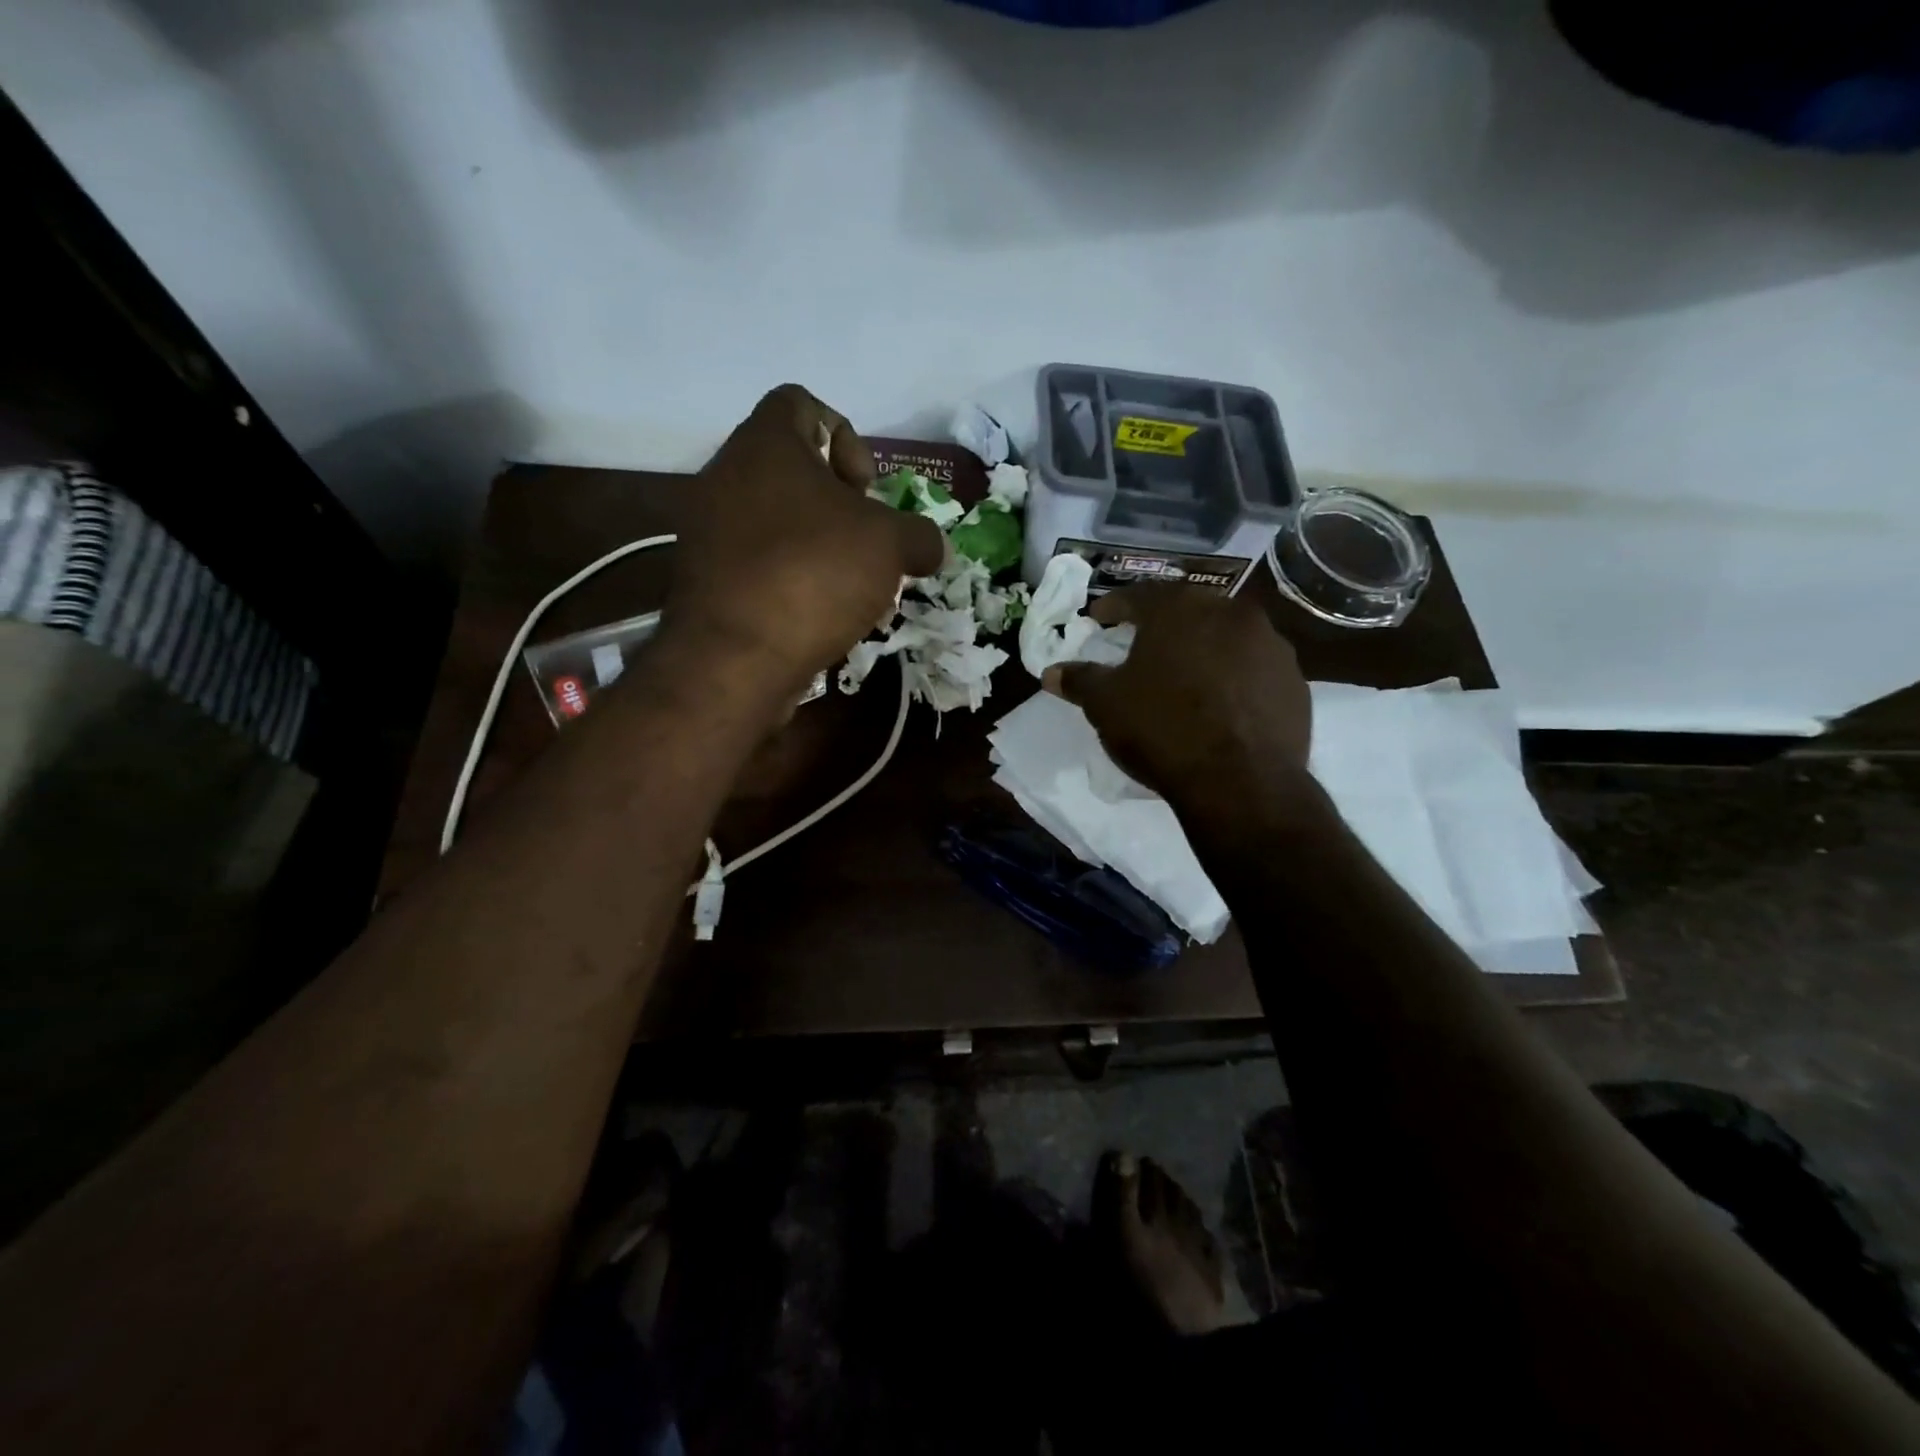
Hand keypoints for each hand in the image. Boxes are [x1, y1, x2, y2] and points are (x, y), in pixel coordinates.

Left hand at [666, 385, 945, 695]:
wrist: (735, 658)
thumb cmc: (815, 574)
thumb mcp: (890, 546)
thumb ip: (920, 535)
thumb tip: (933, 547)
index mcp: (765, 443)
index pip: (802, 403)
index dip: (846, 438)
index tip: (865, 491)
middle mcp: (725, 474)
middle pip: (791, 468)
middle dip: (837, 504)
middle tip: (863, 541)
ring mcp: (707, 529)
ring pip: (776, 519)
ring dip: (818, 545)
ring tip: (849, 587)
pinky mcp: (704, 578)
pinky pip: (757, 561)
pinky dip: (790, 577)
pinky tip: (818, 614)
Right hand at [1044, 586, 1312, 815]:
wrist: (1240, 782)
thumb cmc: (1161, 729)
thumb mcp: (1106, 705)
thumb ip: (1079, 680)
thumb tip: (1051, 672)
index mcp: (1179, 610)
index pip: (1139, 596)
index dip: (1114, 607)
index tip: (1100, 618)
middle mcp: (1230, 613)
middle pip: (1188, 610)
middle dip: (1163, 624)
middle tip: (1142, 642)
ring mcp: (1270, 646)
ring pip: (1227, 636)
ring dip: (1204, 648)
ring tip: (1186, 675)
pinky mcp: (1296, 681)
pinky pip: (1255, 669)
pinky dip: (1235, 677)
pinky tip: (1222, 703)